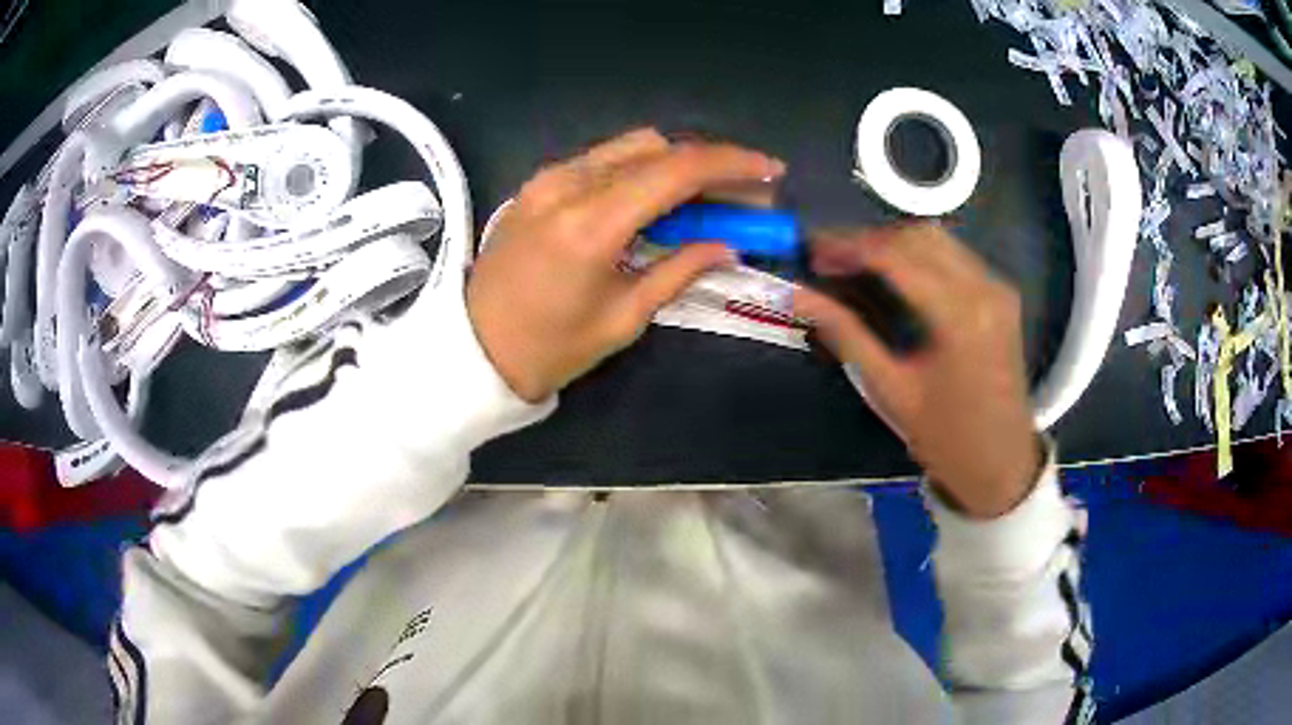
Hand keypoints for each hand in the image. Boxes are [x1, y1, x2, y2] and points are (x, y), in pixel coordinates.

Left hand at [467, 129, 785, 401]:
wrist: (473, 348)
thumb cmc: (549, 348)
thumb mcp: (623, 318)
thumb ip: (678, 271)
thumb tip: (725, 245)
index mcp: (590, 224)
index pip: (675, 170)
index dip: (731, 164)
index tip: (770, 171)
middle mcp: (568, 184)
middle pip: (657, 147)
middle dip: (709, 163)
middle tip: (744, 193)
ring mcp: (548, 178)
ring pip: (630, 147)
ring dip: (676, 163)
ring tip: (708, 197)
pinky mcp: (539, 183)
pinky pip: (603, 160)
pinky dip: (641, 170)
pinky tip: (659, 199)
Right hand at [793, 224, 1040, 518]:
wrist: (1001, 465)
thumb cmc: (945, 438)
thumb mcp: (891, 390)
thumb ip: (846, 334)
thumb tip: (798, 296)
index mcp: (959, 316)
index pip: (895, 256)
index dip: (848, 247)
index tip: (812, 251)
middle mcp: (984, 289)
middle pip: (917, 236)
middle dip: (869, 239)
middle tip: (830, 257)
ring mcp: (997, 288)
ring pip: (938, 238)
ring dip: (893, 242)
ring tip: (856, 263)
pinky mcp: (1001, 294)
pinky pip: (955, 255)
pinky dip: (919, 254)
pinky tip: (895, 274)